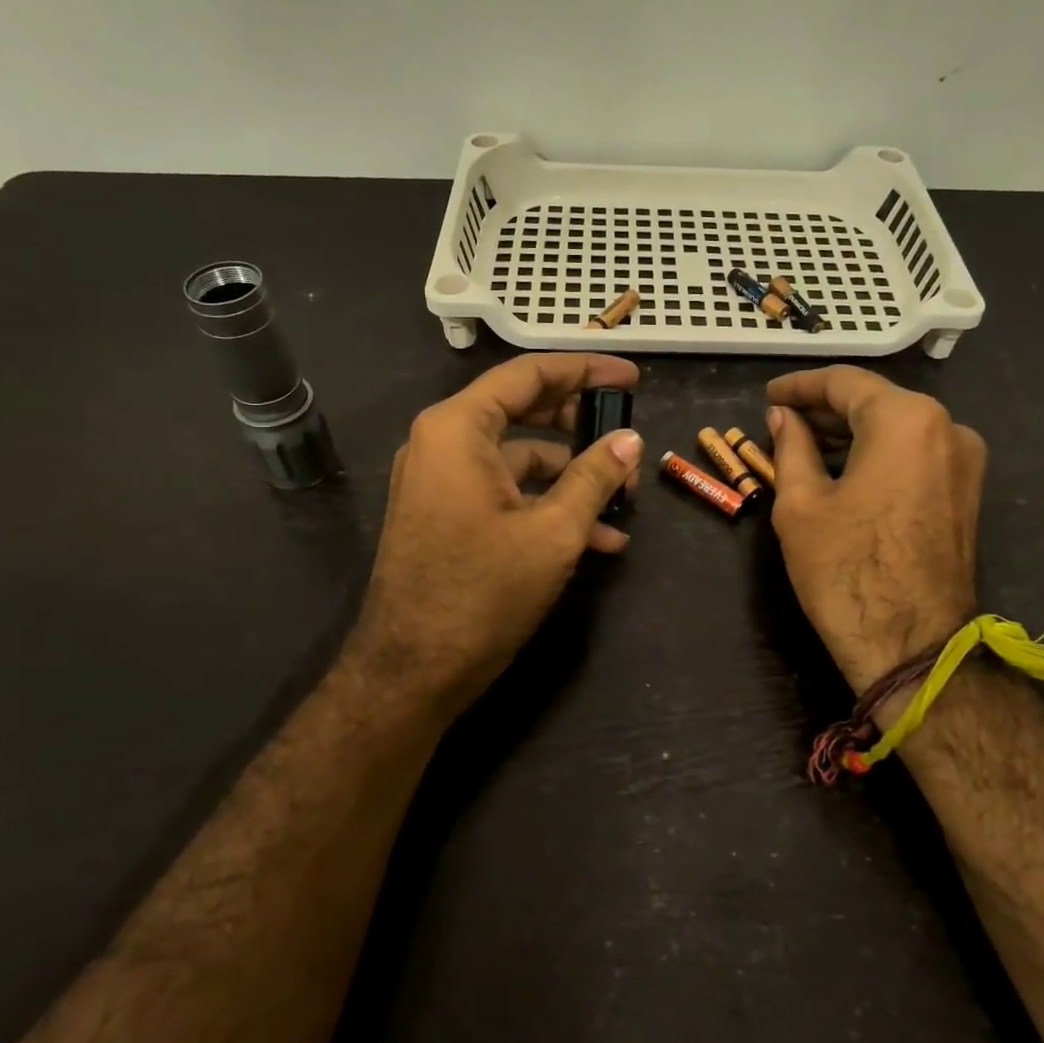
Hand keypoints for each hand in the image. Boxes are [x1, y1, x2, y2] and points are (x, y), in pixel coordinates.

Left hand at [347, 353, 643, 720]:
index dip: (586, 370)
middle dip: (581, 424)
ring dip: (572, 475)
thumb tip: (630, 441)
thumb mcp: (553, 532)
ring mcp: (441, 481)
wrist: (411, 671)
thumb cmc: (482, 592)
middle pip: (523, 410)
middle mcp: (442, 443)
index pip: (528, 375)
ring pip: (519, 457)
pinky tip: (597, 538)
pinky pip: (504, 491)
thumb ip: (595, 476)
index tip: (632, 378)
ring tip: (625, 500)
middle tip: (627, 435)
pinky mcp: (447, 515)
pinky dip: (547, 504)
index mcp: (458, 429)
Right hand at [765, 366, 984, 693]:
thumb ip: (791, 446)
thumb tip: (783, 416)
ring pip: (897, 427)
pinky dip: (876, 453)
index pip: (845, 382)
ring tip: (803, 446)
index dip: (800, 386)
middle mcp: (947, 427)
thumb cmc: (846, 569)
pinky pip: (915, 454)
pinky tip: (842, 469)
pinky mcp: (966, 492)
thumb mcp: (800, 503)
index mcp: (906, 419)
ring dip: (850, 432)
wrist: (912, 646)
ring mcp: (965, 461)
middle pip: (876, 401)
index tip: (769, 395)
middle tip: (780, 422)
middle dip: (825, 409)